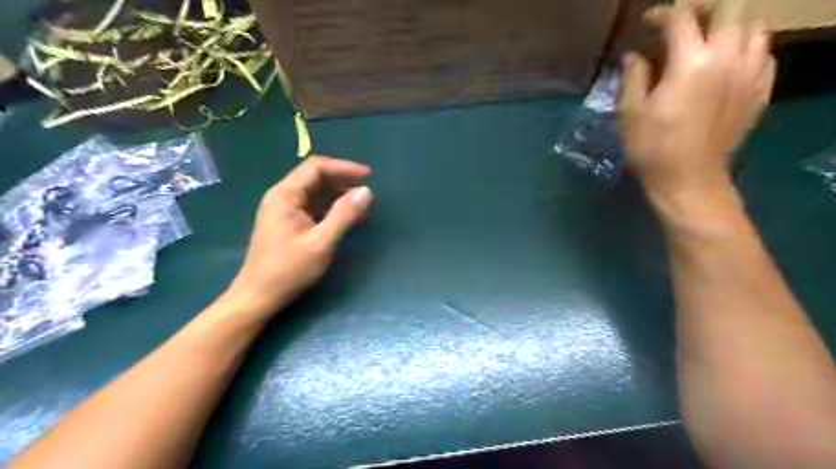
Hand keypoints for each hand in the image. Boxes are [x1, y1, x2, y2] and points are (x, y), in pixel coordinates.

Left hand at [228, 156, 372, 315]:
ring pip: (314, 191)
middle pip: (314, 177)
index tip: (368, 176)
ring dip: (338, 193)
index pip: (316, 167)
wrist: (258, 296)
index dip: (344, 167)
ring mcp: (283, 210)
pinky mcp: (287, 223)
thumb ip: (344, 215)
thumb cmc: (288, 269)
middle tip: (366, 189)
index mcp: (285, 195)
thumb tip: (366, 191)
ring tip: (360, 202)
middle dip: (342, 179)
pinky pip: (312, 206)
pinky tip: (345, 216)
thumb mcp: (321, 242)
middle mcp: (282, 197)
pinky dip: (330, 207)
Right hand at [619, 3, 776, 198]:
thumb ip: (633, 77)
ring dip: (731, 27)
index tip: (648, 23)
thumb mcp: (629, 112)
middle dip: (702, 12)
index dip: (662, 15)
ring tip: (709, 42)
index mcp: (691, 62)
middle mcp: (728, 58)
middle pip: (729, 10)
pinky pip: (764, 55)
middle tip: (682, 27)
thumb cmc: (651, 147)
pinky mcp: (760, 92)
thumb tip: (633, 56)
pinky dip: (747, 50)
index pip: (681, 18)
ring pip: (755, 28)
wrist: (688, 178)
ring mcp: (750, 74)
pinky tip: (728, 65)